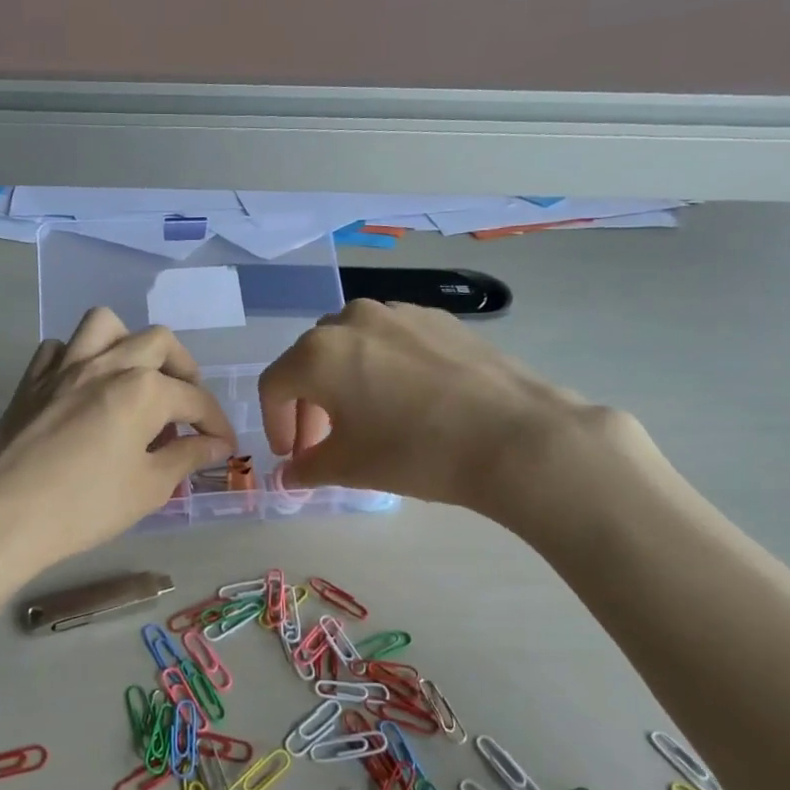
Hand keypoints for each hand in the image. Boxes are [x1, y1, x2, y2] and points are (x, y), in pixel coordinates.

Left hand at [0, 308, 236, 578]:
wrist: (2, 515)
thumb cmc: (84, 506)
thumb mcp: (149, 488)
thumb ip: (187, 458)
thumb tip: (215, 445)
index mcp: (143, 389)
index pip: (195, 399)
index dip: (217, 423)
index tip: (224, 446)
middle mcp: (107, 364)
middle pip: (158, 342)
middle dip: (184, 370)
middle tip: (187, 406)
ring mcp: (64, 366)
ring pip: (105, 324)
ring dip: (129, 343)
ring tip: (137, 377)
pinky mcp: (31, 380)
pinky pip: (59, 349)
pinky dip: (77, 358)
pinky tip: (84, 387)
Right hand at [259, 300, 643, 541]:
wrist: (514, 436)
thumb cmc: (416, 451)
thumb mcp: (351, 467)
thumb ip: (308, 468)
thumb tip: (290, 475)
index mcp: (318, 352)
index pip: (274, 386)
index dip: (276, 424)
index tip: (293, 456)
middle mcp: (352, 319)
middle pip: (310, 361)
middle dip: (309, 404)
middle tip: (324, 443)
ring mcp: (399, 313)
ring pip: (352, 346)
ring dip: (344, 382)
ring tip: (367, 419)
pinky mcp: (438, 319)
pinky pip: (392, 341)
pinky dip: (383, 368)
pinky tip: (409, 402)